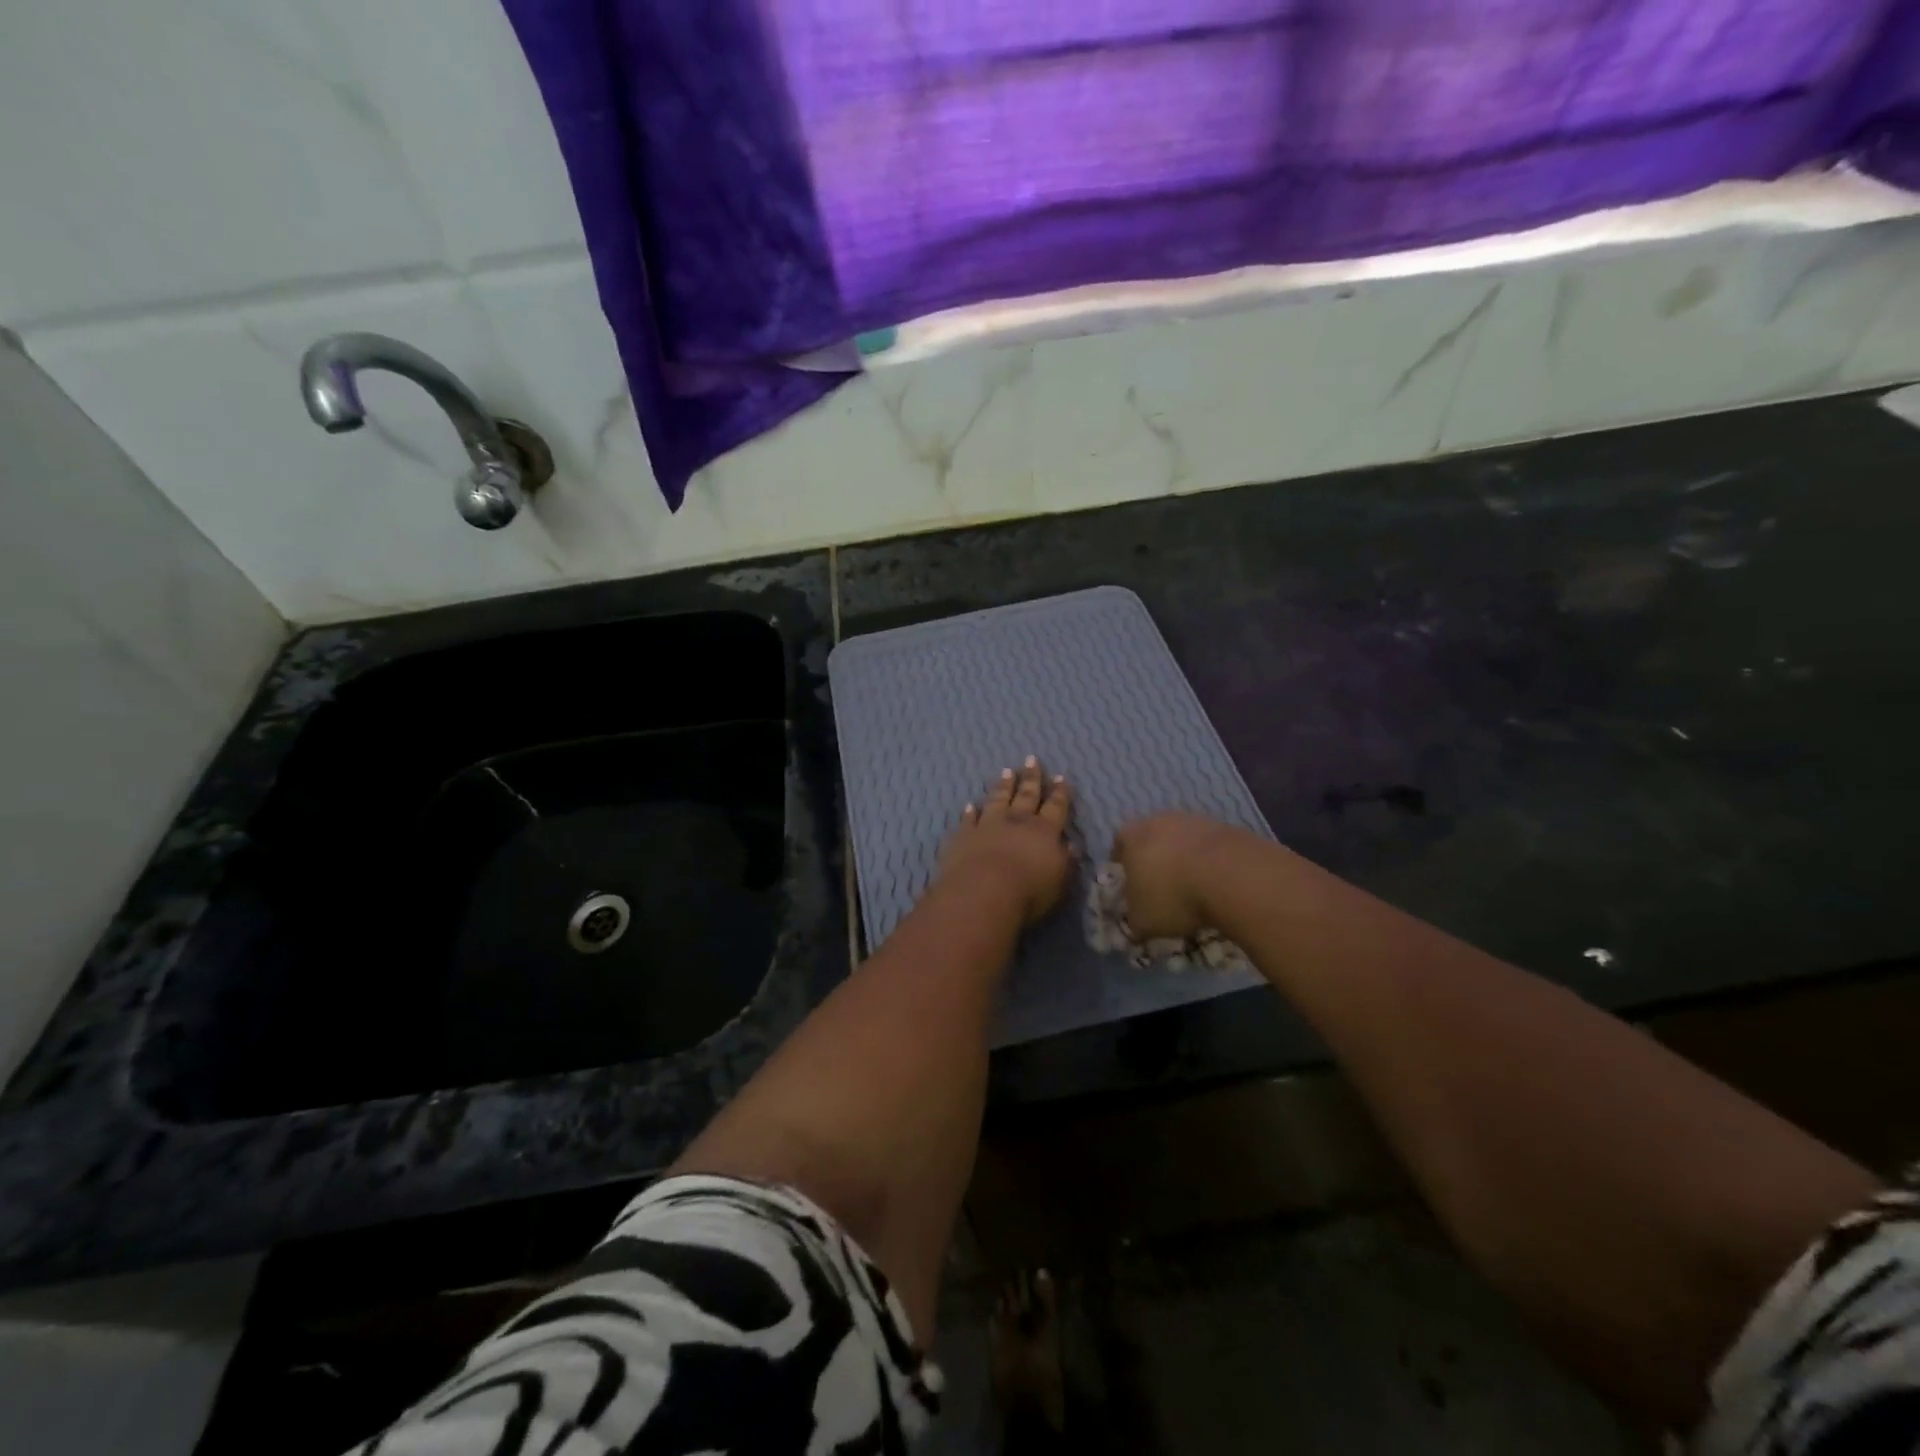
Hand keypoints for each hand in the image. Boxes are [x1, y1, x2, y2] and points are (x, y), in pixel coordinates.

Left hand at [938, 758, 1074, 924]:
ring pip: (997, 799)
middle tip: (1031, 759)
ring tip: (1006, 771)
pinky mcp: (964, 836)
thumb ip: (1065, 861)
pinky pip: (968, 820)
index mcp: (1044, 831)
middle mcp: (1017, 821)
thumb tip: (1070, 845)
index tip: (1060, 777)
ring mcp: (988, 825)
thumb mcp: (1059, 880)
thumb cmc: (1029, 891)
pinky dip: (969, 812)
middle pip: (1026, 795)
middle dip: (1031, 778)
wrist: (983, 892)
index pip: (1055, 807)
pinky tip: (970, 805)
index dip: (1060, 793)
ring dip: (1003, 786)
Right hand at [1111, 812, 1252, 938]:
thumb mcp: (1144, 921)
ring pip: (1183, 840)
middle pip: (1152, 838)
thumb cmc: (1173, 896)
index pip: (1119, 846)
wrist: (1231, 876)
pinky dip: (1211, 862)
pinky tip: (1218, 884)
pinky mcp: (1225, 827)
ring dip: (1185, 859)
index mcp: (1131, 837)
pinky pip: (1210, 847)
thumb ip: (1135, 920)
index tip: (1132, 886)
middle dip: (1155, 860)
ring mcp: (1194, 820)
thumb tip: (1137, 923)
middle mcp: (1159, 821)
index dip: (1124, 866)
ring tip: (1194, 888)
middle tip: (1162, 887)